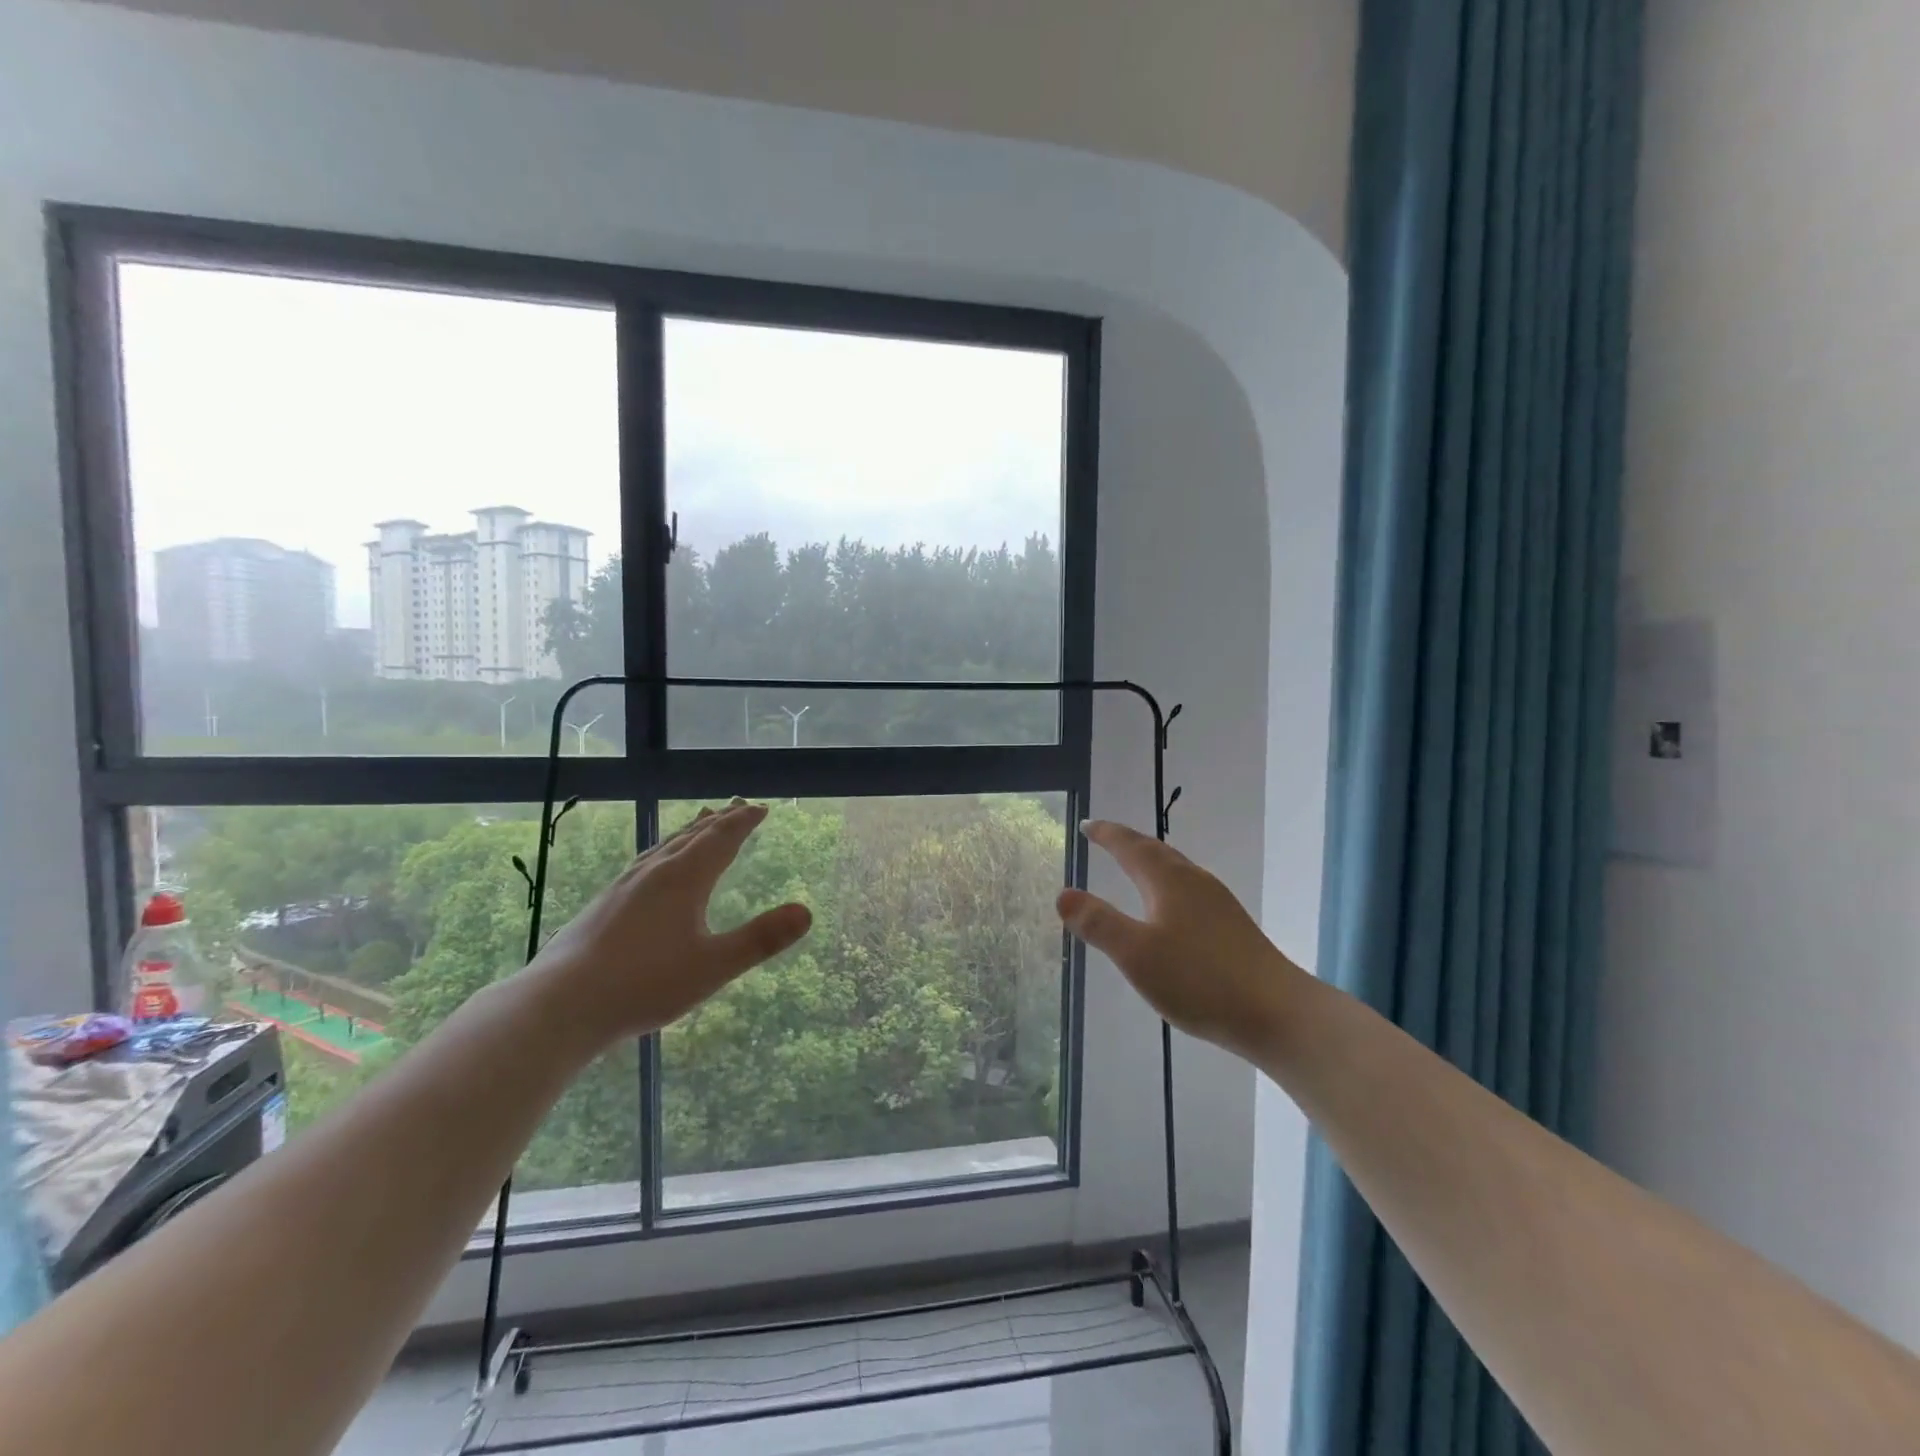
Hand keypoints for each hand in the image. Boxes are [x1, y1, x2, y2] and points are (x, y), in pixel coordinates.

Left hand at [528, 800, 811, 1043]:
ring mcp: (624, 886)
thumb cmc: (644, 984)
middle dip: (719, 821)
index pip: (720, 839)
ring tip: (700, 823)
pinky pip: (645, 862)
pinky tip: (654, 868)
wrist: (560, 1004)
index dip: (742, 822)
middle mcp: (654, 873)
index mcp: (683, 879)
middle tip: (737, 806)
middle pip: (692, 836)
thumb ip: (761, 939)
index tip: (760, 807)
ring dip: (689, 832)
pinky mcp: (604, 903)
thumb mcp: (714, 966)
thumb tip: (806, 911)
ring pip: (664, 847)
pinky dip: (664, 851)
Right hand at [1057, 820, 1305, 1062]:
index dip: (1107, 835)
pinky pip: (1189, 890)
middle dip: (1129, 843)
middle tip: (1105, 837)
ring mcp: (1218, 904)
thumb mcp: (1136, 954)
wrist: (1277, 1012)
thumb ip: (1099, 923)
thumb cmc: (1200, 979)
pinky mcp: (1232, 927)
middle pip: (1157, 852)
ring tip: (1134, 866)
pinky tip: (1171, 910)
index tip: (1087, 825)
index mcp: (1169, 881)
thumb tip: (1063, 893)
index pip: (1131, 847)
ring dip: (1150, 862)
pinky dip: (1167, 885)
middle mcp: (1195, 882)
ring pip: (1177, 870)